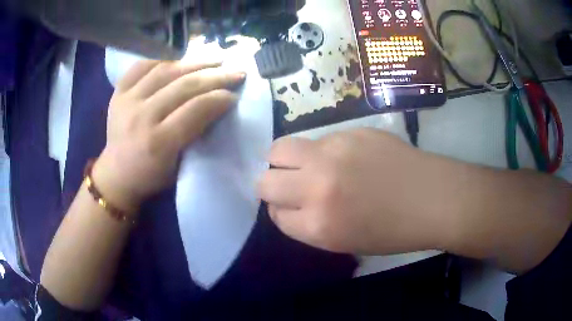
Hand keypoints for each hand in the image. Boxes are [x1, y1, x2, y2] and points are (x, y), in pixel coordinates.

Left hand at [92, 60, 245, 211]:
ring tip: (214, 59)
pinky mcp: (118, 93)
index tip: (235, 94)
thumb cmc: (150, 176)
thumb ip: (195, 134)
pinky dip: (163, 59)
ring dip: (194, 62)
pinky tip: (179, 59)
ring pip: (165, 71)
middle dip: (215, 76)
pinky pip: (142, 66)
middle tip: (236, 71)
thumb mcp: (178, 165)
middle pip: (183, 86)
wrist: (116, 175)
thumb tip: (215, 104)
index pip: (195, 109)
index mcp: (158, 142)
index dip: (219, 98)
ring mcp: (127, 101)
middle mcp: (141, 117)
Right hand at [259, 129, 462, 254]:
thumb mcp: (344, 242)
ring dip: (285, 161)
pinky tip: (346, 157)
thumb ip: (307, 225)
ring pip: (280, 149)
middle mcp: (317, 187)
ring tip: (306, 165)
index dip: (280, 211)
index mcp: (318, 225)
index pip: (274, 215)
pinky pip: (317, 140)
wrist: (433, 198)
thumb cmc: (393, 231)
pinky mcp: (349, 131)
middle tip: (289, 186)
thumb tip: (285, 204)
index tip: (291, 208)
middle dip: (270, 185)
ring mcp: (332, 153)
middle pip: (265, 181)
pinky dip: (320, 151)